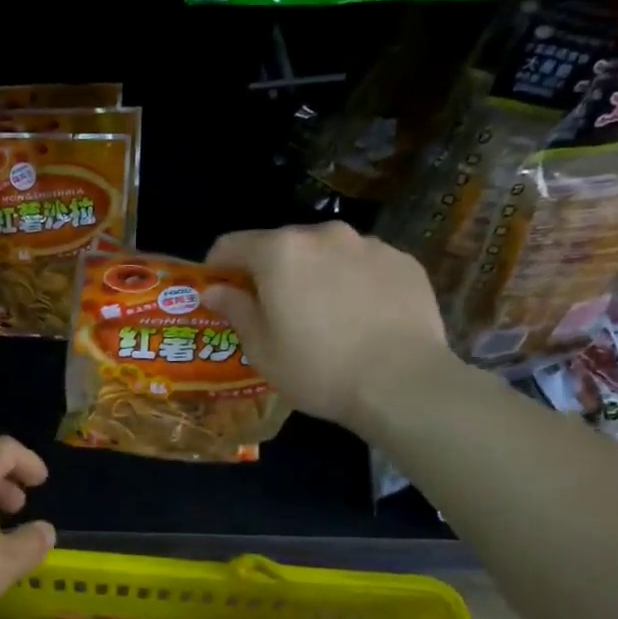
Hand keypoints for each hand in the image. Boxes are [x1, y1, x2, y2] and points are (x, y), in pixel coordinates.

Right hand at [204, 222, 451, 432]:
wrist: (403, 384)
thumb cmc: (318, 369)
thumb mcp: (262, 348)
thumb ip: (235, 309)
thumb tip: (213, 290)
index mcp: (280, 252)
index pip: (230, 245)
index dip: (217, 268)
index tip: (219, 294)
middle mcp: (323, 235)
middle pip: (280, 245)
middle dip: (269, 272)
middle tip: (272, 311)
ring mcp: (368, 244)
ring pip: (324, 253)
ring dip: (312, 274)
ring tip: (322, 316)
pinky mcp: (403, 261)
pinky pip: (362, 264)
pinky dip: (351, 282)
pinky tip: (359, 318)